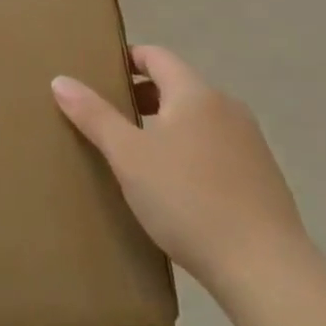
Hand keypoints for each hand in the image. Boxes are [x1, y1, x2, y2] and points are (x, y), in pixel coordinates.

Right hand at [52, 45, 309, 295]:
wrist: (266, 270)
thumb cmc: (188, 200)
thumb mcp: (129, 156)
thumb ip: (94, 115)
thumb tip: (60, 80)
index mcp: (195, 93)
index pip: (156, 56)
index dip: (127, 60)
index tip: (100, 77)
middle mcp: (227, 107)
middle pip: (178, 86)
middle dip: (143, 96)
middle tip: (110, 118)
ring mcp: (250, 143)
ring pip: (198, 119)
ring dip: (167, 126)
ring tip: (139, 155)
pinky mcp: (263, 177)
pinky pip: (217, 148)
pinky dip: (191, 152)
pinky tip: (177, 188)